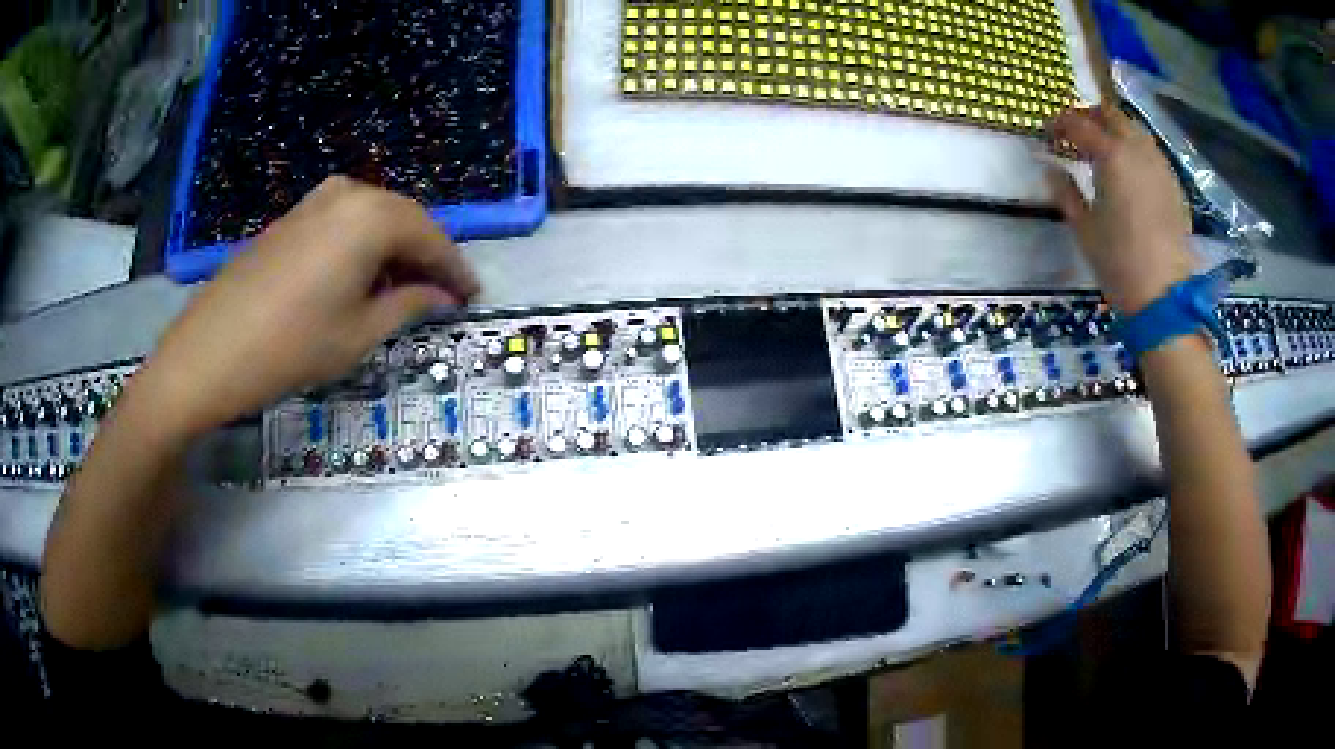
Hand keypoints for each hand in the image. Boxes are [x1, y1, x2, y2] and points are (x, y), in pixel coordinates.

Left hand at [139, 176, 479, 436]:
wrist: (209, 351)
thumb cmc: (290, 347)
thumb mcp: (359, 334)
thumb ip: (408, 305)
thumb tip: (440, 295)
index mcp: (373, 216)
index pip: (432, 238)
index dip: (456, 270)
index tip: (472, 296)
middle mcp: (348, 193)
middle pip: (404, 219)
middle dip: (426, 256)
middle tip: (440, 295)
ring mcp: (315, 200)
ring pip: (374, 218)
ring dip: (394, 250)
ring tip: (400, 290)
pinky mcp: (291, 216)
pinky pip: (344, 221)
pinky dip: (362, 246)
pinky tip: (358, 278)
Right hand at [1047, 103, 1196, 314]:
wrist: (1164, 295)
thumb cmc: (1119, 262)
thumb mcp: (1083, 228)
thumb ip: (1064, 191)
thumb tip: (1050, 168)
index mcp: (1111, 155)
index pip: (1079, 123)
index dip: (1059, 123)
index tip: (1047, 133)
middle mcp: (1137, 150)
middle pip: (1111, 115)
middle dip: (1089, 116)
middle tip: (1075, 132)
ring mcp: (1159, 165)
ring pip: (1134, 129)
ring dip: (1114, 129)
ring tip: (1102, 148)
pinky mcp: (1173, 184)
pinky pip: (1150, 152)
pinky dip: (1134, 149)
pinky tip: (1128, 170)